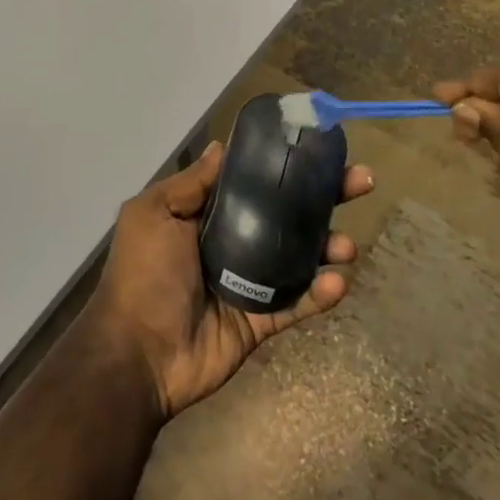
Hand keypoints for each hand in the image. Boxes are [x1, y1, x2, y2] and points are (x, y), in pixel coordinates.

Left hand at [88, 141, 372, 418]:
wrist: (138, 354)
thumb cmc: (144, 274)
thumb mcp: (154, 214)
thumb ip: (192, 183)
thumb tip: (223, 146)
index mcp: (205, 214)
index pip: (254, 181)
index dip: (285, 165)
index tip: (319, 148)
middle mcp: (233, 241)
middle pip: (287, 213)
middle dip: (325, 196)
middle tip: (361, 181)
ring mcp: (250, 281)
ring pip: (301, 255)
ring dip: (330, 245)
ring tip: (346, 245)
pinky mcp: (262, 318)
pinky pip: (298, 302)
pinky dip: (321, 292)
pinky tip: (337, 281)